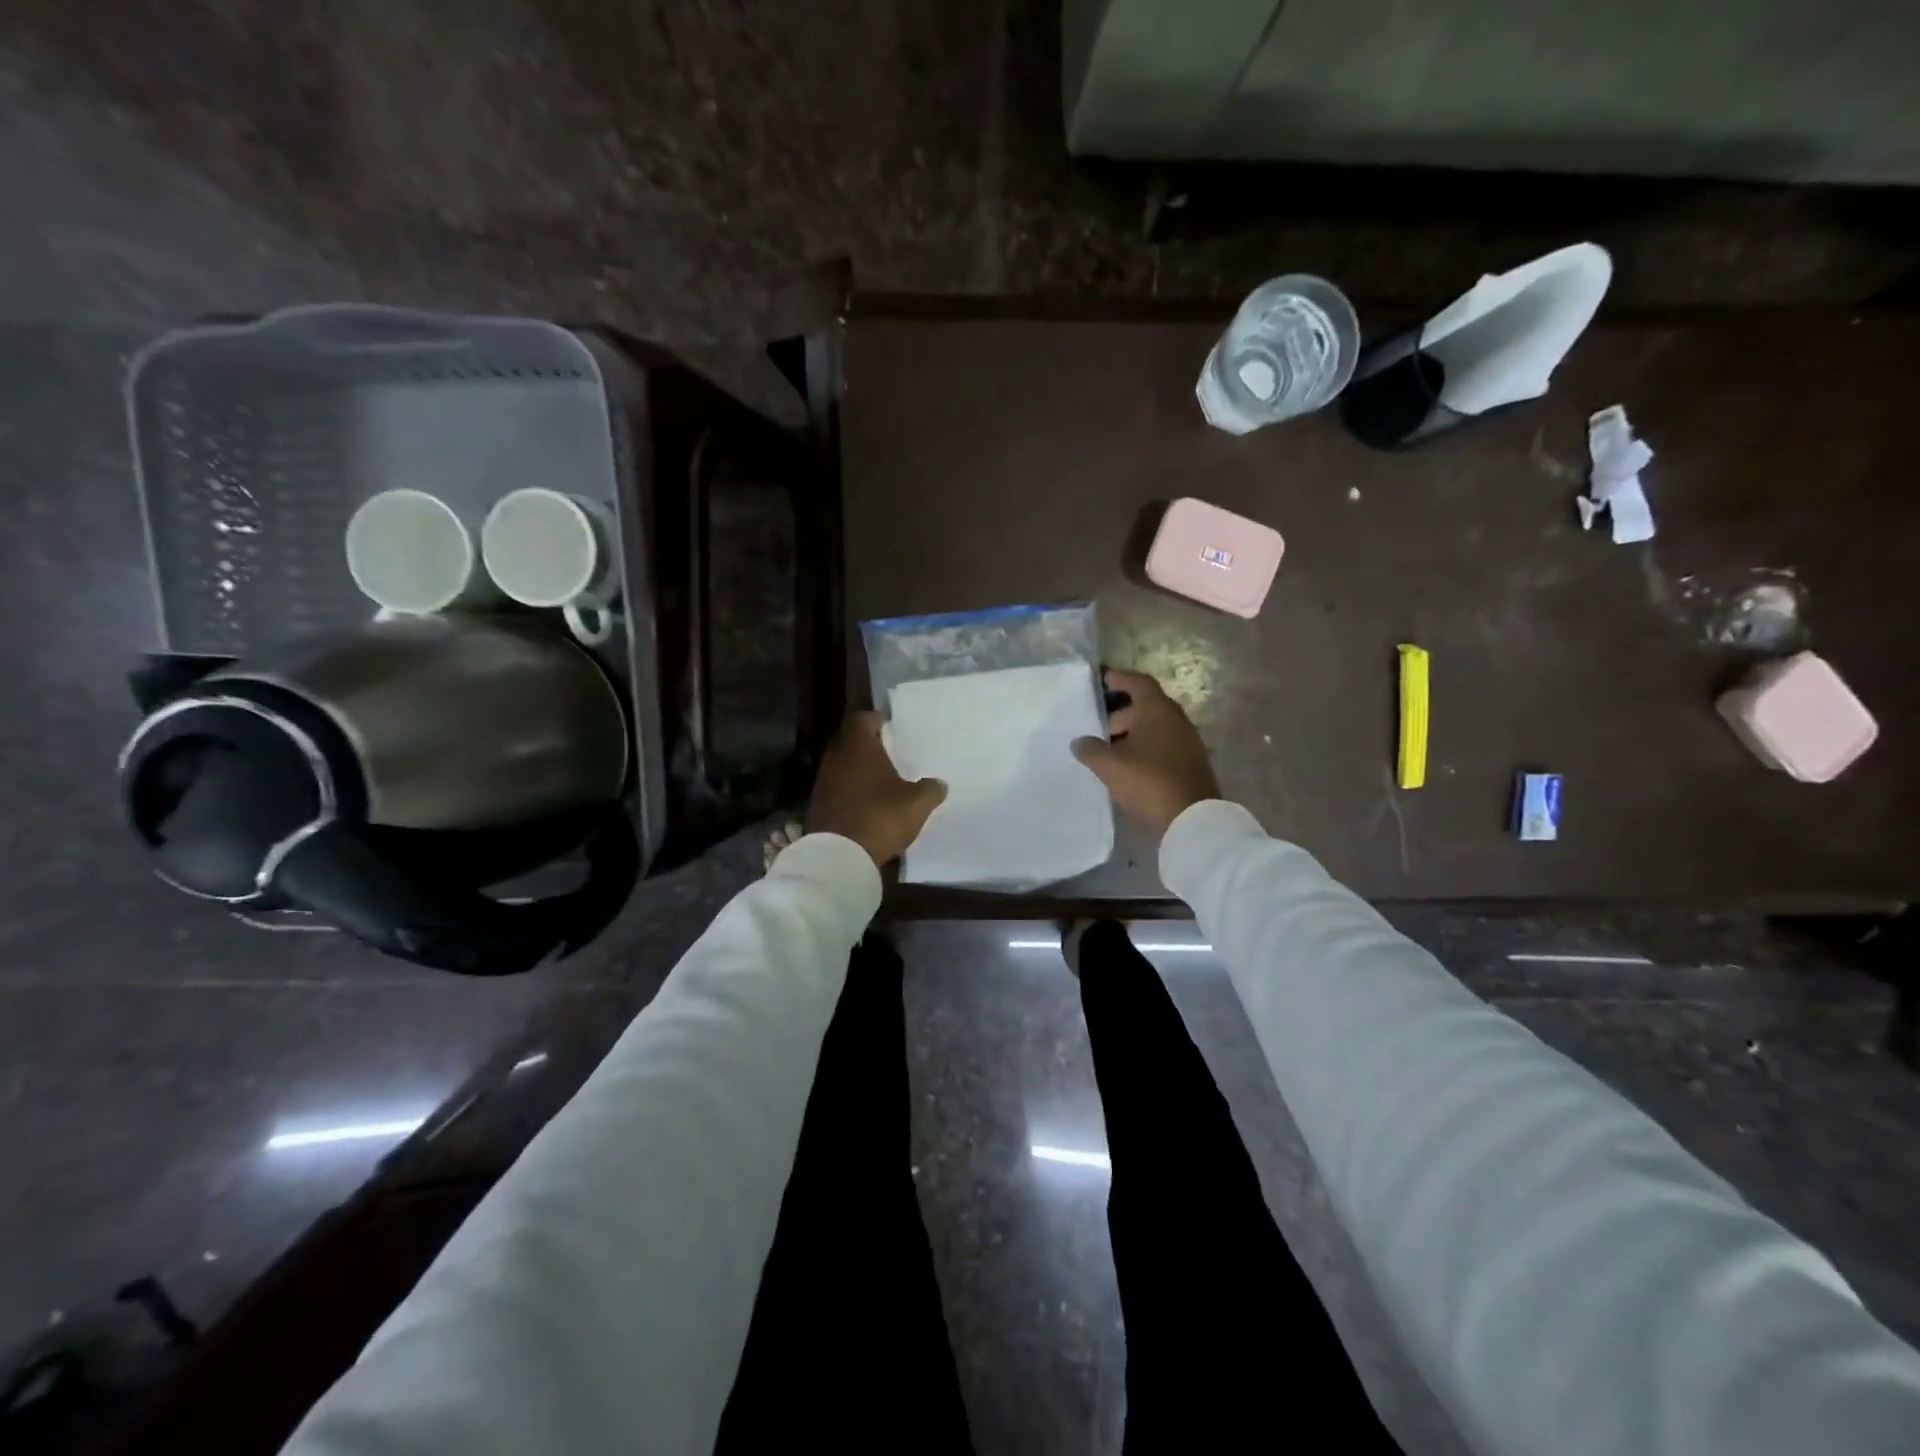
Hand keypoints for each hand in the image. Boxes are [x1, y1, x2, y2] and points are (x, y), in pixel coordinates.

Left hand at [807, 712, 947, 867]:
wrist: (839, 856)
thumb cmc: (880, 816)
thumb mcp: (917, 803)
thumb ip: (930, 789)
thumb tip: (939, 784)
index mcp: (858, 747)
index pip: (862, 719)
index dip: (876, 721)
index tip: (891, 729)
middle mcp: (836, 758)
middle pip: (851, 743)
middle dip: (869, 748)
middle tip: (891, 756)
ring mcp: (823, 783)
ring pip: (843, 768)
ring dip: (859, 773)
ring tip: (882, 783)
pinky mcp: (818, 807)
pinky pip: (838, 791)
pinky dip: (851, 794)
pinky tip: (868, 807)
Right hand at [1072, 667, 1219, 835]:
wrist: (1193, 818)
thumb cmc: (1149, 781)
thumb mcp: (1110, 766)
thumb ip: (1090, 749)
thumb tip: (1080, 742)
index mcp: (1157, 709)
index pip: (1137, 682)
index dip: (1118, 679)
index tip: (1100, 681)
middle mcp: (1175, 718)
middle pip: (1143, 706)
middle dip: (1118, 715)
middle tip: (1094, 729)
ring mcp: (1186, 740)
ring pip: (1152, 728)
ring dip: (1130, 735)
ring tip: (1106, 751)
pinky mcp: (1189, 761)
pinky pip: (1161, 745)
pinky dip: (1142, 748)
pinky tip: (1126, 767)